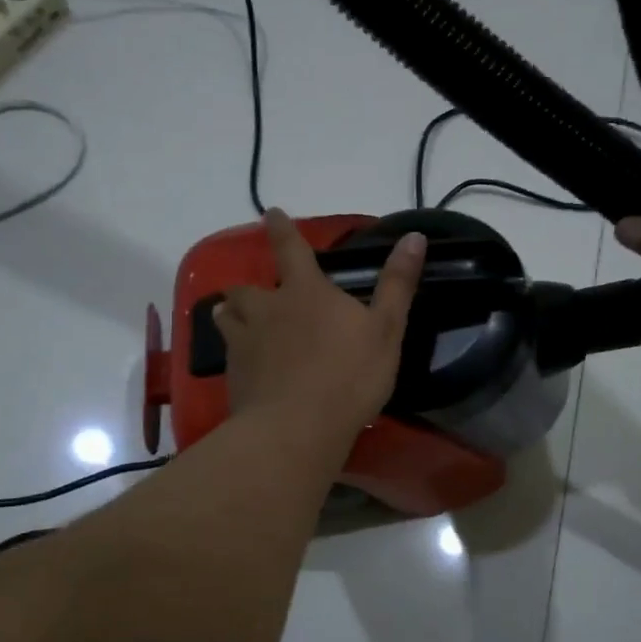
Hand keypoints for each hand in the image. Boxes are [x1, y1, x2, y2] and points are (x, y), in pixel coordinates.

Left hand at [214, 209, 426, 445]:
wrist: (297, 428)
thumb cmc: (349, 376)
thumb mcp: (386, 330)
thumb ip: (397, 284)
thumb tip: (414, 235)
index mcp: (305, 292)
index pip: (290, 248)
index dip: (281, 228)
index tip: (270, 213)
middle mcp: (268, 310)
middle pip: (246, 289)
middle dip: (248, 288)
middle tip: (253, 295)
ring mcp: (245, 343)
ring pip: (226, 317)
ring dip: (230, 314)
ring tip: (233, 319)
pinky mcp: (234, 376)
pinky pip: (228, 355)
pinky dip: (234, 353)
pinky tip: (244, 366)